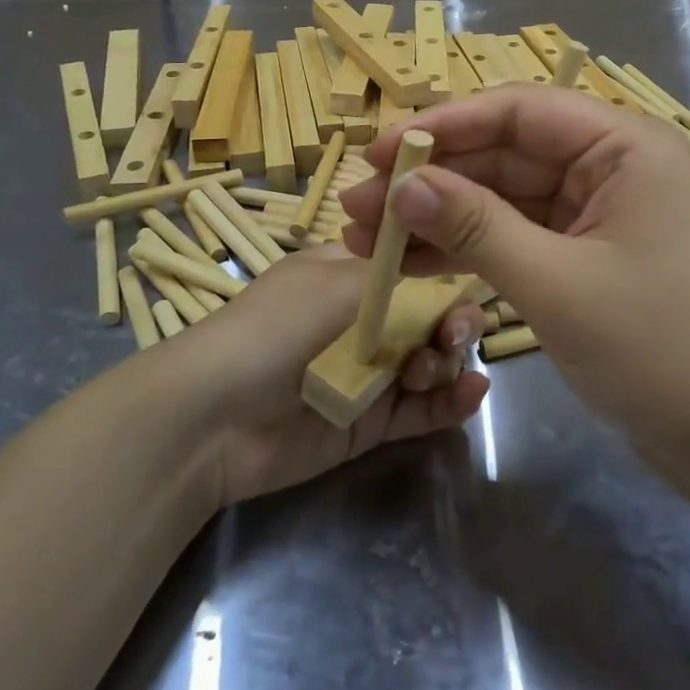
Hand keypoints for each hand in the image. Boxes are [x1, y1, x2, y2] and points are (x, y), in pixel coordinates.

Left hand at [170, 243, 489, 506]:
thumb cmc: (277, 328)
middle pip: (430, 316)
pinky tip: (474, 391)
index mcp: (351, 275)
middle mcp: (364, 319)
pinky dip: (451, 401)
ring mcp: (368, 371)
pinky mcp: (370, 421)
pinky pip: (422, 408)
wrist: (216, 416)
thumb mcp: (338, 283)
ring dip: (447, 361)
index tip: (466, 284)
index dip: (445, 275)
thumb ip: (403, 281)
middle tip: (452, 336)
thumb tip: (451, 274)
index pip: (413, 268)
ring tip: (429, 370)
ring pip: (431, 361)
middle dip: (452, 322)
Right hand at [339, 86, 689, 464]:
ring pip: (502, 199)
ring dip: (439, 216)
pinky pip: (514, 237)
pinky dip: (467, 249)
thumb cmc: (659, 350)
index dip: (444, 126)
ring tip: (366, 236)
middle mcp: (610, 167)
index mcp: (624, 146)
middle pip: (504, 154)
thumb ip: (476, 228)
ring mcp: (595, 213)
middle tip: (359, 204)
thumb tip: (401, 184)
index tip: (380, 152)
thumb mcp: (557, 284)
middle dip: (431, 179)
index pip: (519, 111)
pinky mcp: (582, 256)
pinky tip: (412, 262)